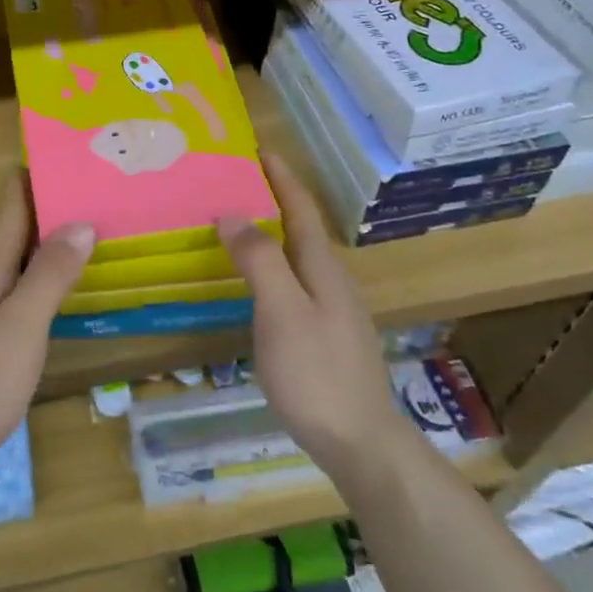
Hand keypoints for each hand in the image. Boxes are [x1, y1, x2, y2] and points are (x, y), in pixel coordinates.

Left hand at [0, 174, 93, 485]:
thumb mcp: (24, 325)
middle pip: (10, 233)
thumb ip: (50, 274)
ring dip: (41, 251)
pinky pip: (2, 294)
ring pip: (7, 266)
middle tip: (94, 202)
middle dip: (48, 214)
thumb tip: (79, 221)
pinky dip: (29, 284)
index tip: (67, 158)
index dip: (34, 177)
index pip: (10, 205)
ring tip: (82, 246)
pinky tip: (48, 302)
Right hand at [218, 153, 399, 481]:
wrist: (360, 442)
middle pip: (302, 229)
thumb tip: (232, 213)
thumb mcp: (282, 312)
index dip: (282, 178)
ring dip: (272, 234)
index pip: (301, 209)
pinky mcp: (326, 336)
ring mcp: (333, 311)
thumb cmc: (316, 373)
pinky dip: (273, 267)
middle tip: (237, 184)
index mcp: (323, 268)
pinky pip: (295, 284)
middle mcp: (332, 281)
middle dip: (274, 201)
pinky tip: (256, 284)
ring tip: (239, 225)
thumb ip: (259, 260)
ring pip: (299, 258)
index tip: (260, 149)